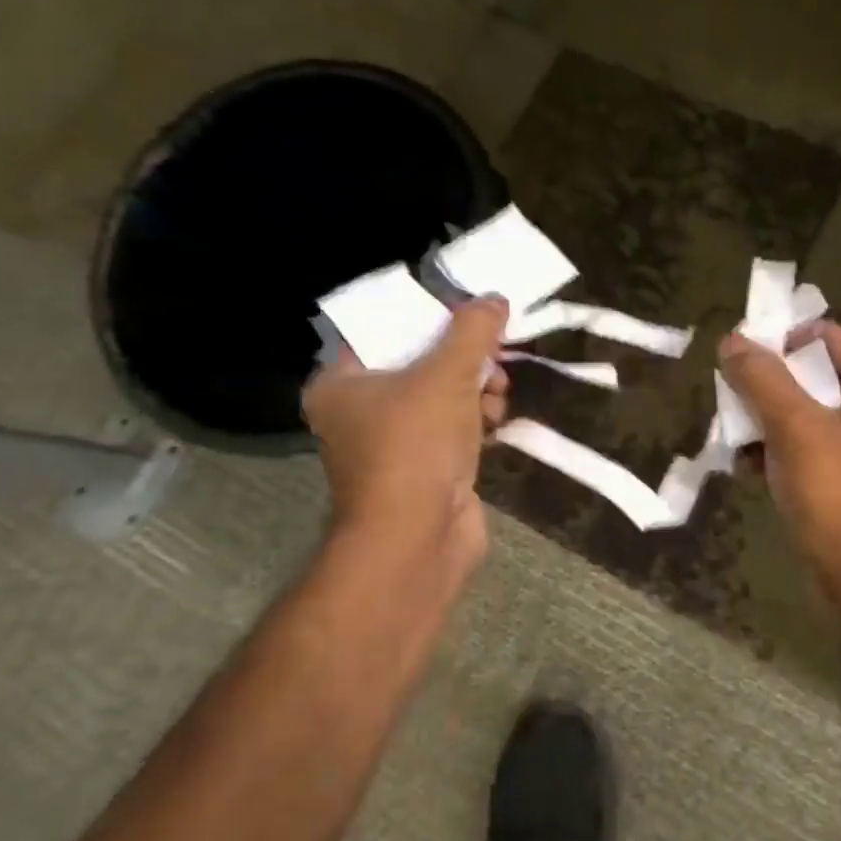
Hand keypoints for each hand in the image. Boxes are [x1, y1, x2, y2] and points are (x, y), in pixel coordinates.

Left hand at [301, 297, 509, 572]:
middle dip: (462, 356)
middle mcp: (358, 412)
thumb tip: (494, 299)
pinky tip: (496, 419)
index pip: (383, 330)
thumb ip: (472, 330)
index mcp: (341, 382)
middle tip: (493, 350)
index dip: (427, 315)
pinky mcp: (421, 470)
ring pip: (439, 396)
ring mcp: (390, 444)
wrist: (417, 540)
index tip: (466, 311)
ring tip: (499, 390)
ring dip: (474, 387)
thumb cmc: (415, 445)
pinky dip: (474, 419)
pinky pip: (450, 428)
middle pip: (417, 362)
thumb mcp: (447, 373)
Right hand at [718, 320, 840, 575]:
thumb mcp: (796, 429)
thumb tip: (732, 339)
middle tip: (727, 399)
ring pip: (808, 412)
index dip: (778, 341)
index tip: (734, 357)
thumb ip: (762, 379)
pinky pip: (812, 445)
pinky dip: (780, 448)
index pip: (825, 337)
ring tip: (730, 435)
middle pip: (814, 374)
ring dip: (766, 420)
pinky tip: (745, 464)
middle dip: (766, 387)